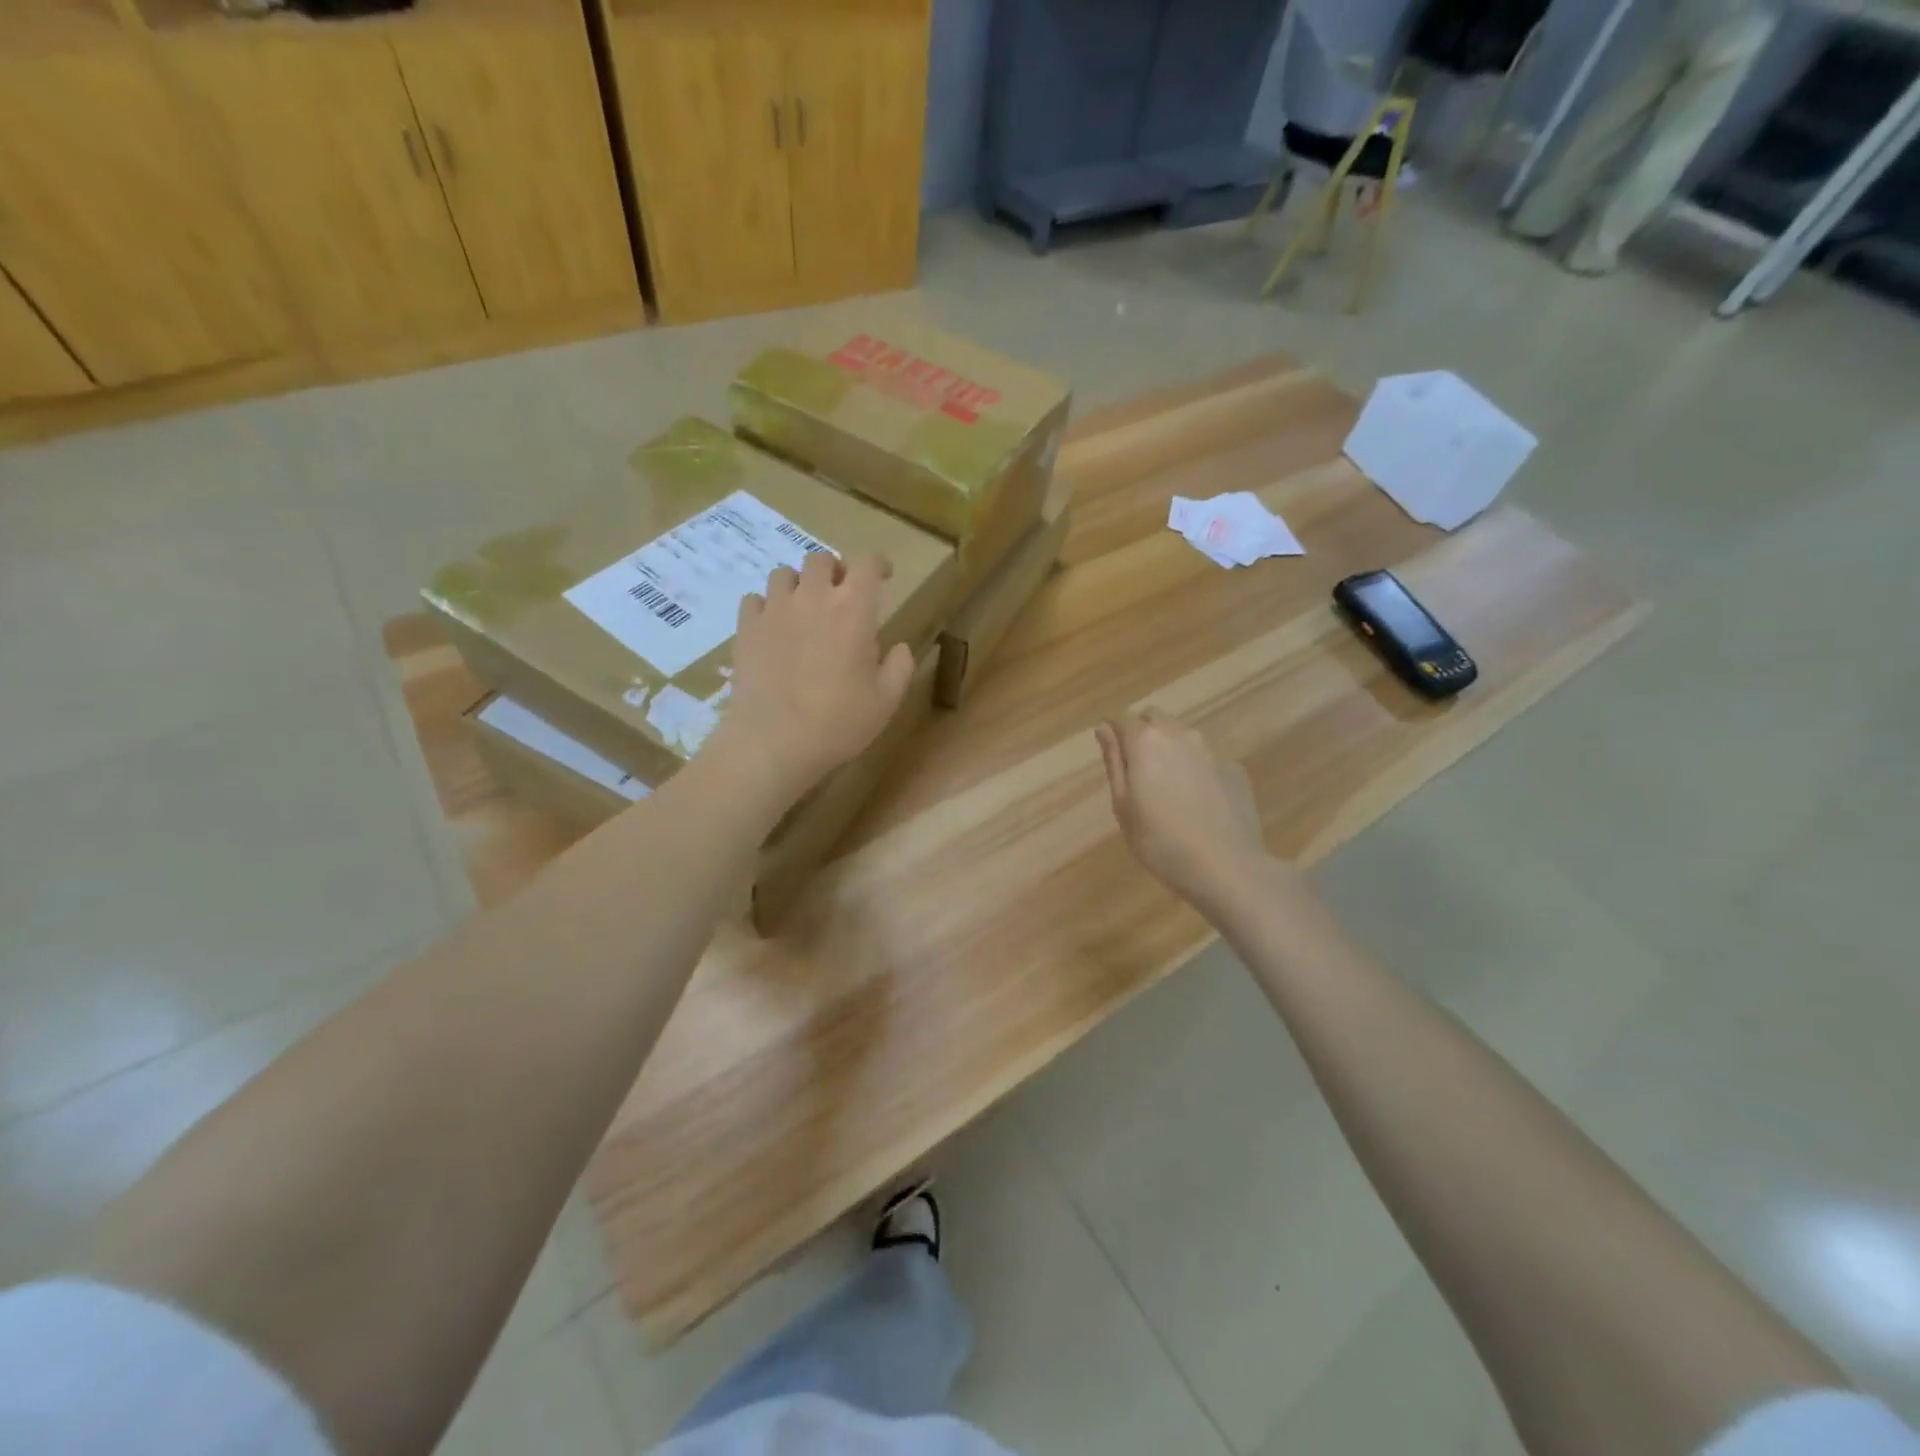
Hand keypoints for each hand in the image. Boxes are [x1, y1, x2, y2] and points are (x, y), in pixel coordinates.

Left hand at [712, 550, 915, 808]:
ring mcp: (774, 609)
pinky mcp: (746, 627)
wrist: (774, 742)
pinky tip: (772, 627)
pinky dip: (766, 606)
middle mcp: (813, 597)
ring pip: (784, 574)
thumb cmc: (838, 722)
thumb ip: (900, 667)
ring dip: (798, 585)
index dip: (878, 564)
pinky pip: (754, 599)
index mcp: (854, 609)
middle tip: (840, 595)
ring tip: (803, 610)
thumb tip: (901, 648)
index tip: (883, 577)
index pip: (868, 562)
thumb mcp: (886, 701)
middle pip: (821, 559)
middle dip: (834, 571)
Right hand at [1096, 709, 1271, 914]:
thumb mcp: (1123, 804)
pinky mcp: (1235, 771)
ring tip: (1168, 788)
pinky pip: (1207, 760)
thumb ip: (1114, 761)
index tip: (1113, 757)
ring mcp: (1211, 752)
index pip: (1123, 718)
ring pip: (1183, 736)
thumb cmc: (1159, 841)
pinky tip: (1198, 803)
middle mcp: (1179, 735)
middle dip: (1143, 734)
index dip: (1115, 733)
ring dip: (1170, 750)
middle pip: (1155, 719)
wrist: (1225, 867)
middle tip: (1138, 771)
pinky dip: (1197, 771)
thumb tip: (1104, 728)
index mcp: (1145, 742)